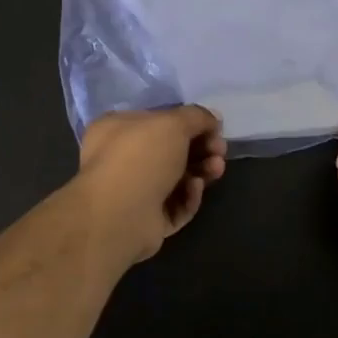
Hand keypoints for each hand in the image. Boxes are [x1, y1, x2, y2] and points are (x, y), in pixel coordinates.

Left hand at [76, 106, 227, 268]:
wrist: (120, 214)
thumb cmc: (141, 157)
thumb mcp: (173, 123)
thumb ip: (196, 117)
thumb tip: (213, 119)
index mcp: (117, 129)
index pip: (158, 121)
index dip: (189, 123)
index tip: (214, 128)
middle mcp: (121, 159)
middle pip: (171, 151)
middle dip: (201, 149)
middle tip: (219, 151)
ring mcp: (133, 192)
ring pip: (176, 179)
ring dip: (201, 171)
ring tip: (216, 169)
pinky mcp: (146, 220)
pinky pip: (175, 205)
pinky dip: (188, 196)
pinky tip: (194, 189)